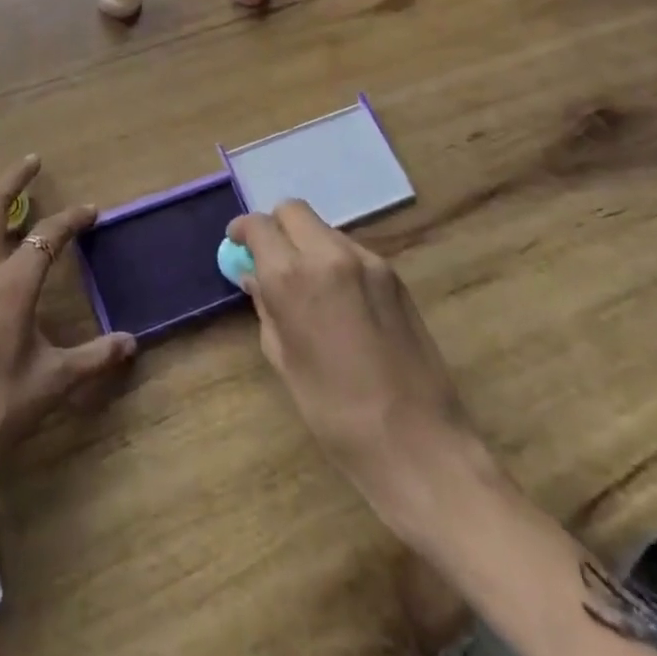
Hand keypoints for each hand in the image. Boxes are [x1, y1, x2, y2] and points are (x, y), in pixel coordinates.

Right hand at [228, 201, 495, 549]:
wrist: (419, 444)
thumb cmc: (335, 412)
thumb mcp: (284, 359)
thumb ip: (266, 307)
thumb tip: (255, 277)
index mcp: (292, 277)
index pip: (259, 225)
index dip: (243, 231)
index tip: (237, 246)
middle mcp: (329, 255)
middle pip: (293, 210)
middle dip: (275, 227)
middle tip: (270, 258)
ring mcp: (368, 262)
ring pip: (324, 229)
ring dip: (307, 243)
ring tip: (308, 284)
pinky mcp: (395, 276)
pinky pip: (352, 250)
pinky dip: (335, 260)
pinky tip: (340, 300)